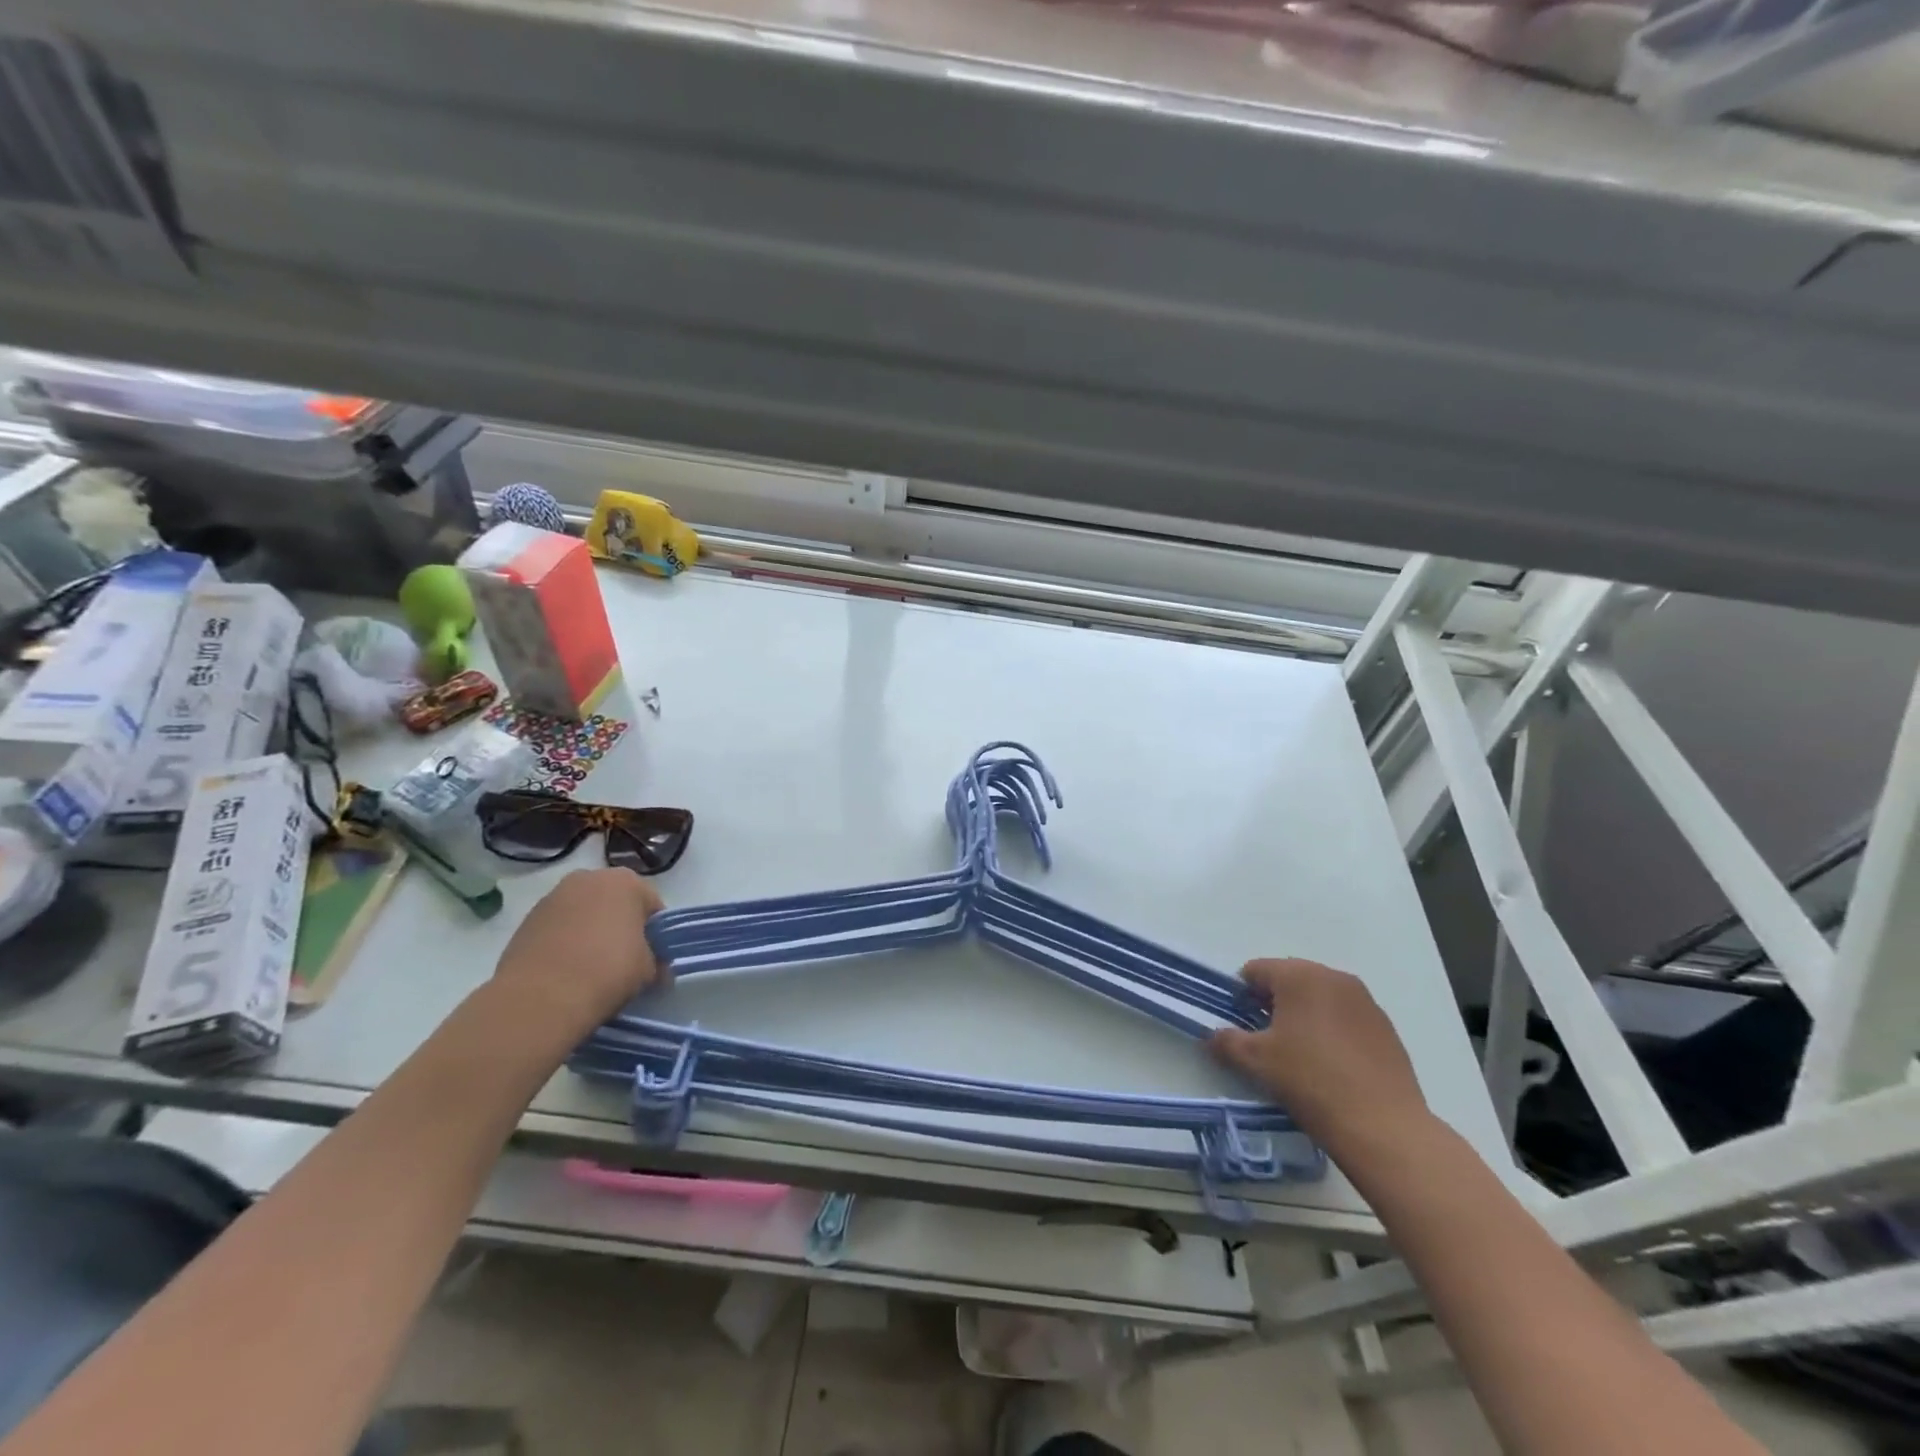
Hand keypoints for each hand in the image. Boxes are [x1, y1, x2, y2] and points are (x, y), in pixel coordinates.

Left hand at [491, 869, 665, 1034]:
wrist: (541, 997)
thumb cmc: (608, 970)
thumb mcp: (648, 970)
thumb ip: (656, 962)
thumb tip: (656, 969)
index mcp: (626, 881)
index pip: (651, 905)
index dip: (655, 932)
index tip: (653, 957)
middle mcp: (589, 878)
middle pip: (614, 902)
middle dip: (620, 926)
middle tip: (624, 960)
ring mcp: (552, 897)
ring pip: (583, 913)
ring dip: (590, 932)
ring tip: (590, 968)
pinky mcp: (526, 921)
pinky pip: (557, 928)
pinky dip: (564, 943)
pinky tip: (566, 971)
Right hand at [1209, 958, 1430, 1156]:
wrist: (1383, 1127)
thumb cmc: (1310, 1081)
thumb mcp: (1256, 1061)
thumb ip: (1227, 1041)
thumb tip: (1213, 1036)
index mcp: (1299, 975)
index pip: (1255, 970)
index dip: (1241, 996)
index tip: (1241, 1027)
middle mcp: (1334, 977)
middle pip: (1289, 979)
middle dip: (1273, 1004)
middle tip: (1267, 1042)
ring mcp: (1365, 1001)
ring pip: (1319, 998)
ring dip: (1303, 1016)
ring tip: (1300, 1055)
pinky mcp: (1385, 1027)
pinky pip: (1345, 1017)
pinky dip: (1331, 1030)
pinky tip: (1331, 1065)